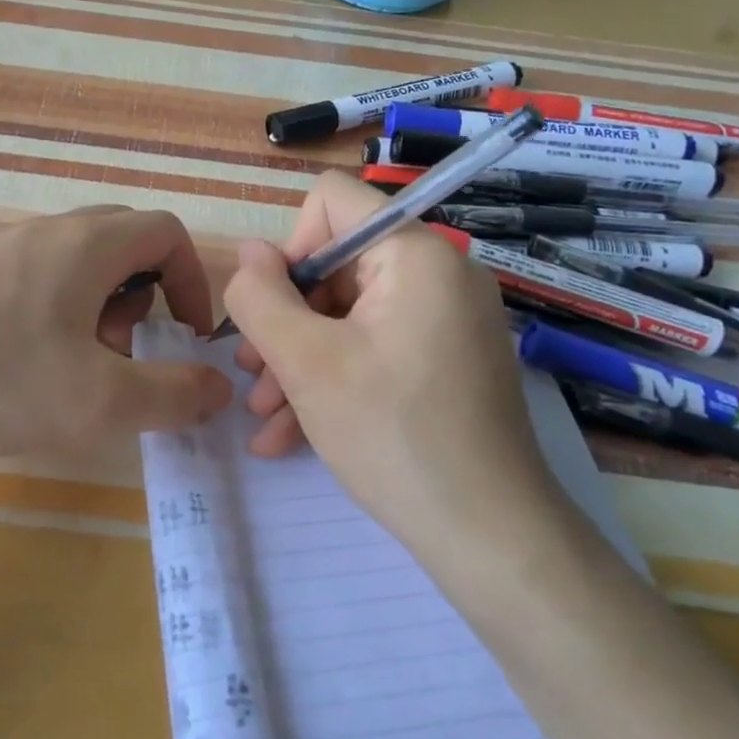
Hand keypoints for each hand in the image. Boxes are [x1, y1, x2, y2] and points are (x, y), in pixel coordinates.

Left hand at [0, 207, 233, 458]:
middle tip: (121, 349)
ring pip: (66, 258)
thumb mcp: (100, 403)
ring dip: (90, 303)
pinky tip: (9, 362)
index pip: (165, 232)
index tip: (185, 334)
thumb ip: (173, 395)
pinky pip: (19, 274)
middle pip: (117, 240)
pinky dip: (42, 308)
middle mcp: (38, 230)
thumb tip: (218, 389)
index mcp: (85, 245)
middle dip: (140, 294)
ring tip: (66, 363)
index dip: (191, 279)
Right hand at [221, 172, 554, 550]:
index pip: (332, 202)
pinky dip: (334, 380)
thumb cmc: (392, 436)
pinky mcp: (447, 361)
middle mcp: (439, 274)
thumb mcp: (306, 363)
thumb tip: (249, 253)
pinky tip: (290, 434)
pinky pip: (376, 349)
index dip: (289, 249)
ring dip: (299, 359)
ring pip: (349, 316)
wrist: (489, 537)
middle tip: (252, 377)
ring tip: (265, 414)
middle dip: (286, 322)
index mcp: (415, 254)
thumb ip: (260, 298)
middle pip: (336, 266)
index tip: (274, 313)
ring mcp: (447, 321)